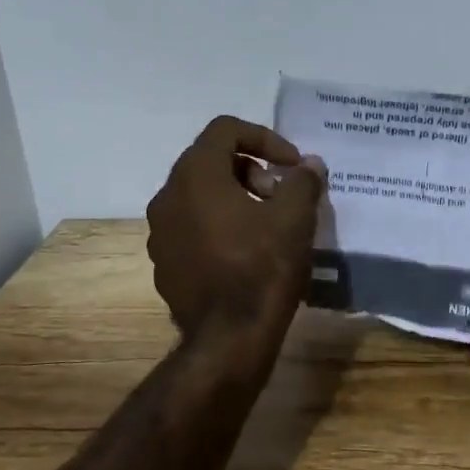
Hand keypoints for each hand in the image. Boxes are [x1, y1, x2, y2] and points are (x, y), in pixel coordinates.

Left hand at [146, 116, 327, 339]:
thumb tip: (309, 165)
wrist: (228, 339)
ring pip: (199, 196)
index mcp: (195, 176)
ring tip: (267, 224)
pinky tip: (245, 253)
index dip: (265, 138)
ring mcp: (160, 233)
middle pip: (210, 161)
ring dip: (235, 197)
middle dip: (251, 169)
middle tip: (280, 195)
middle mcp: (167, 197)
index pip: (225, 130)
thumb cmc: (262, 268)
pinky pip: (192, 228)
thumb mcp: (295, 218)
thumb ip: (303, 181)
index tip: (291, 165)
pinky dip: (218, 225)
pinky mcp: (163, 263)